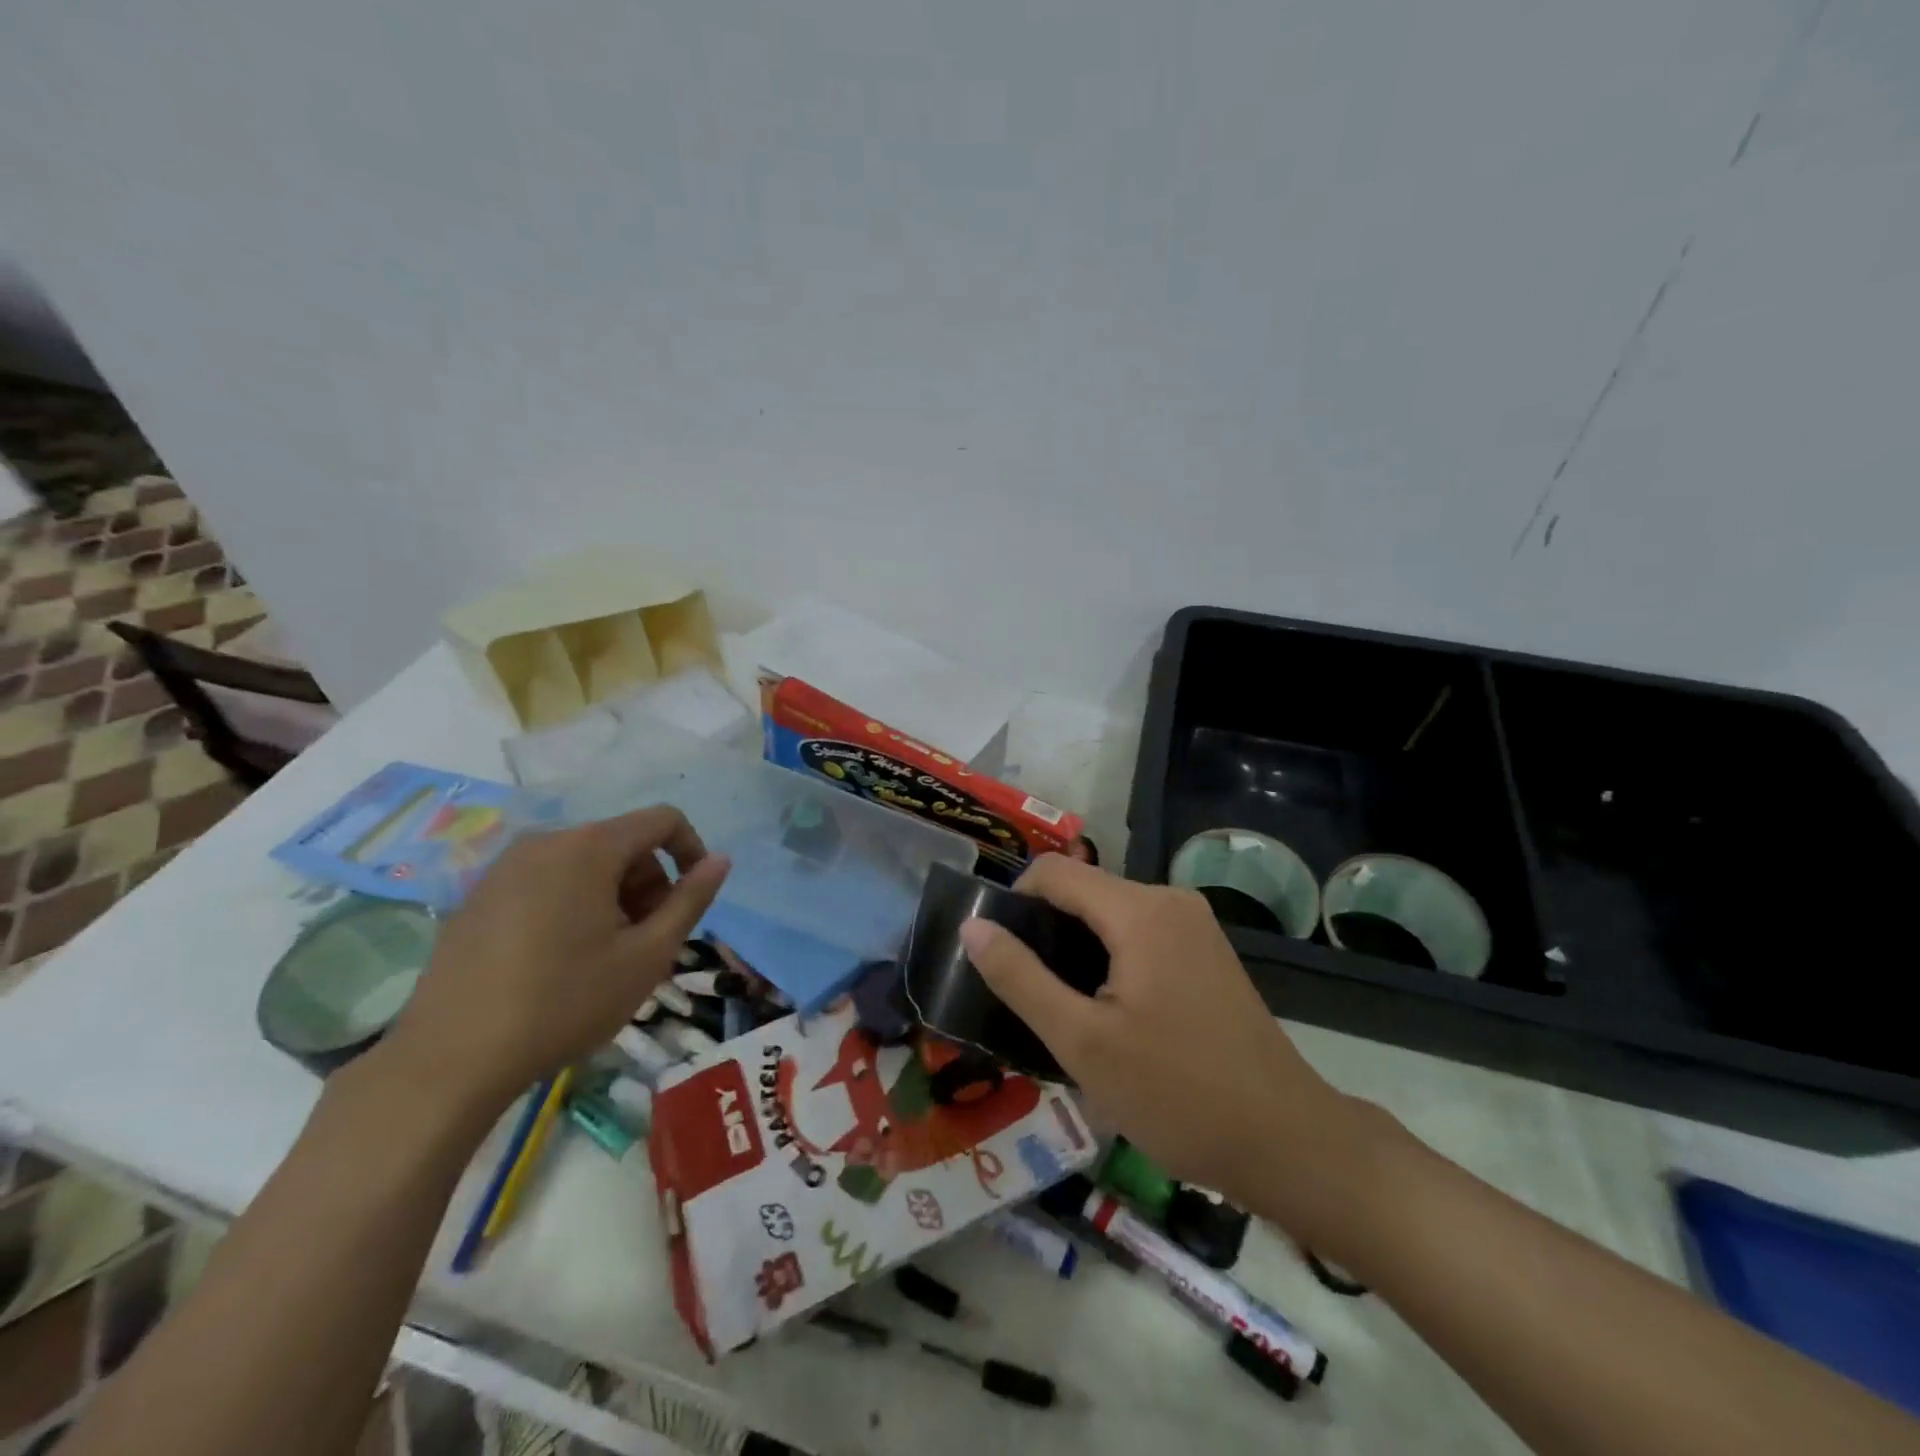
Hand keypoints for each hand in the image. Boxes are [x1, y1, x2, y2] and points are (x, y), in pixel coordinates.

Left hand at [380, 807, 729, 1117]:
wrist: (450, 1060)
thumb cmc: (564, 1002)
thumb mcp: (647, 955)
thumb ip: (691, 900)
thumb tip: (720, 860)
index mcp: (589, 847)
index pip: (662, 820)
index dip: (691, 850)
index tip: (693, 899)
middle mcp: (545, 841)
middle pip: (622, 842)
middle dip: (649, 882)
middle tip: (647, 940)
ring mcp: (505, 867)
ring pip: (584, 863)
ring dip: (613, 896)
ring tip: (606, 954)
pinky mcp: (478, 895)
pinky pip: (546, 881)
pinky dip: (573, 904)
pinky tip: (560, 959)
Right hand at [958, 856, 1351, 1218]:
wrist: (1287, 1142)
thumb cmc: (1177, 1094)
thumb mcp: (1082, 1043)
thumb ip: (1020, 978)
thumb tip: (972, 927)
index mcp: (1139, 910)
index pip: (1053, 873)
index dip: (1013, 903)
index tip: (996, 956)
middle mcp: (1169, 900)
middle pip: (1083, 892)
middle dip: (1044, 932)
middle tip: (1024, 996)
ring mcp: (1194, 924)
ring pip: (1109, 915)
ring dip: (1075, 951)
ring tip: (1060, 1010)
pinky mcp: (1206, 951)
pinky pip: (1139, 935)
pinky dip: (1109, 960)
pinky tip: (1105, 1013)